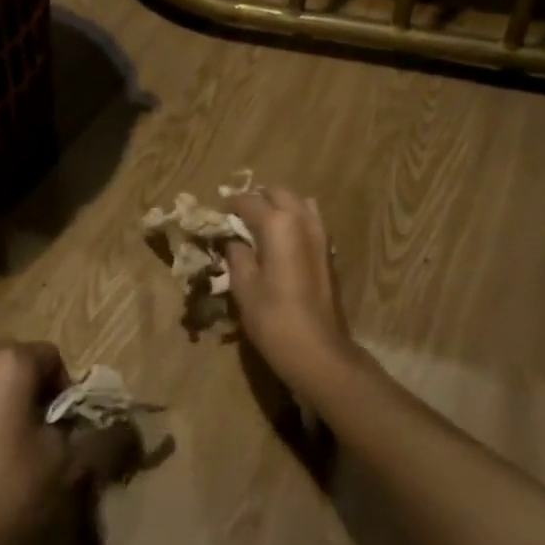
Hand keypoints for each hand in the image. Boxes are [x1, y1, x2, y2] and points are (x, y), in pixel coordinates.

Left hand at [0, 343, 78, 544]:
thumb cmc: (8, 491)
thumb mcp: (61, 458)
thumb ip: (75, 424)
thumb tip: (74, 417)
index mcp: (10, 363)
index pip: (52, 356)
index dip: (65, 388)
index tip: (68, 424)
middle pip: (19, 360)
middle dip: (36, 387)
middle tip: (45, 429)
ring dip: (10, 397)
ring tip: (17, 440)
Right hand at [223, 188, 363, 402]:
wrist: (318, 351)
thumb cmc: (274, 318)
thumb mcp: (243, 286)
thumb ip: (236, 255)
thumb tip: (233, 241)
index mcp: (278, 224)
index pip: (248, 201)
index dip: (229, 206)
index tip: (216, 217)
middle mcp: (303, 220)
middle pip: (278, 193)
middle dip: (257, 200)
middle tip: (237, 219)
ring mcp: (321, 235)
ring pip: (298, 204)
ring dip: (278, 208)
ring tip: (259, 229)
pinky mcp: (329, 252)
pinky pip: (309, 222)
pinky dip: (293, 222)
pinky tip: (279, 245)